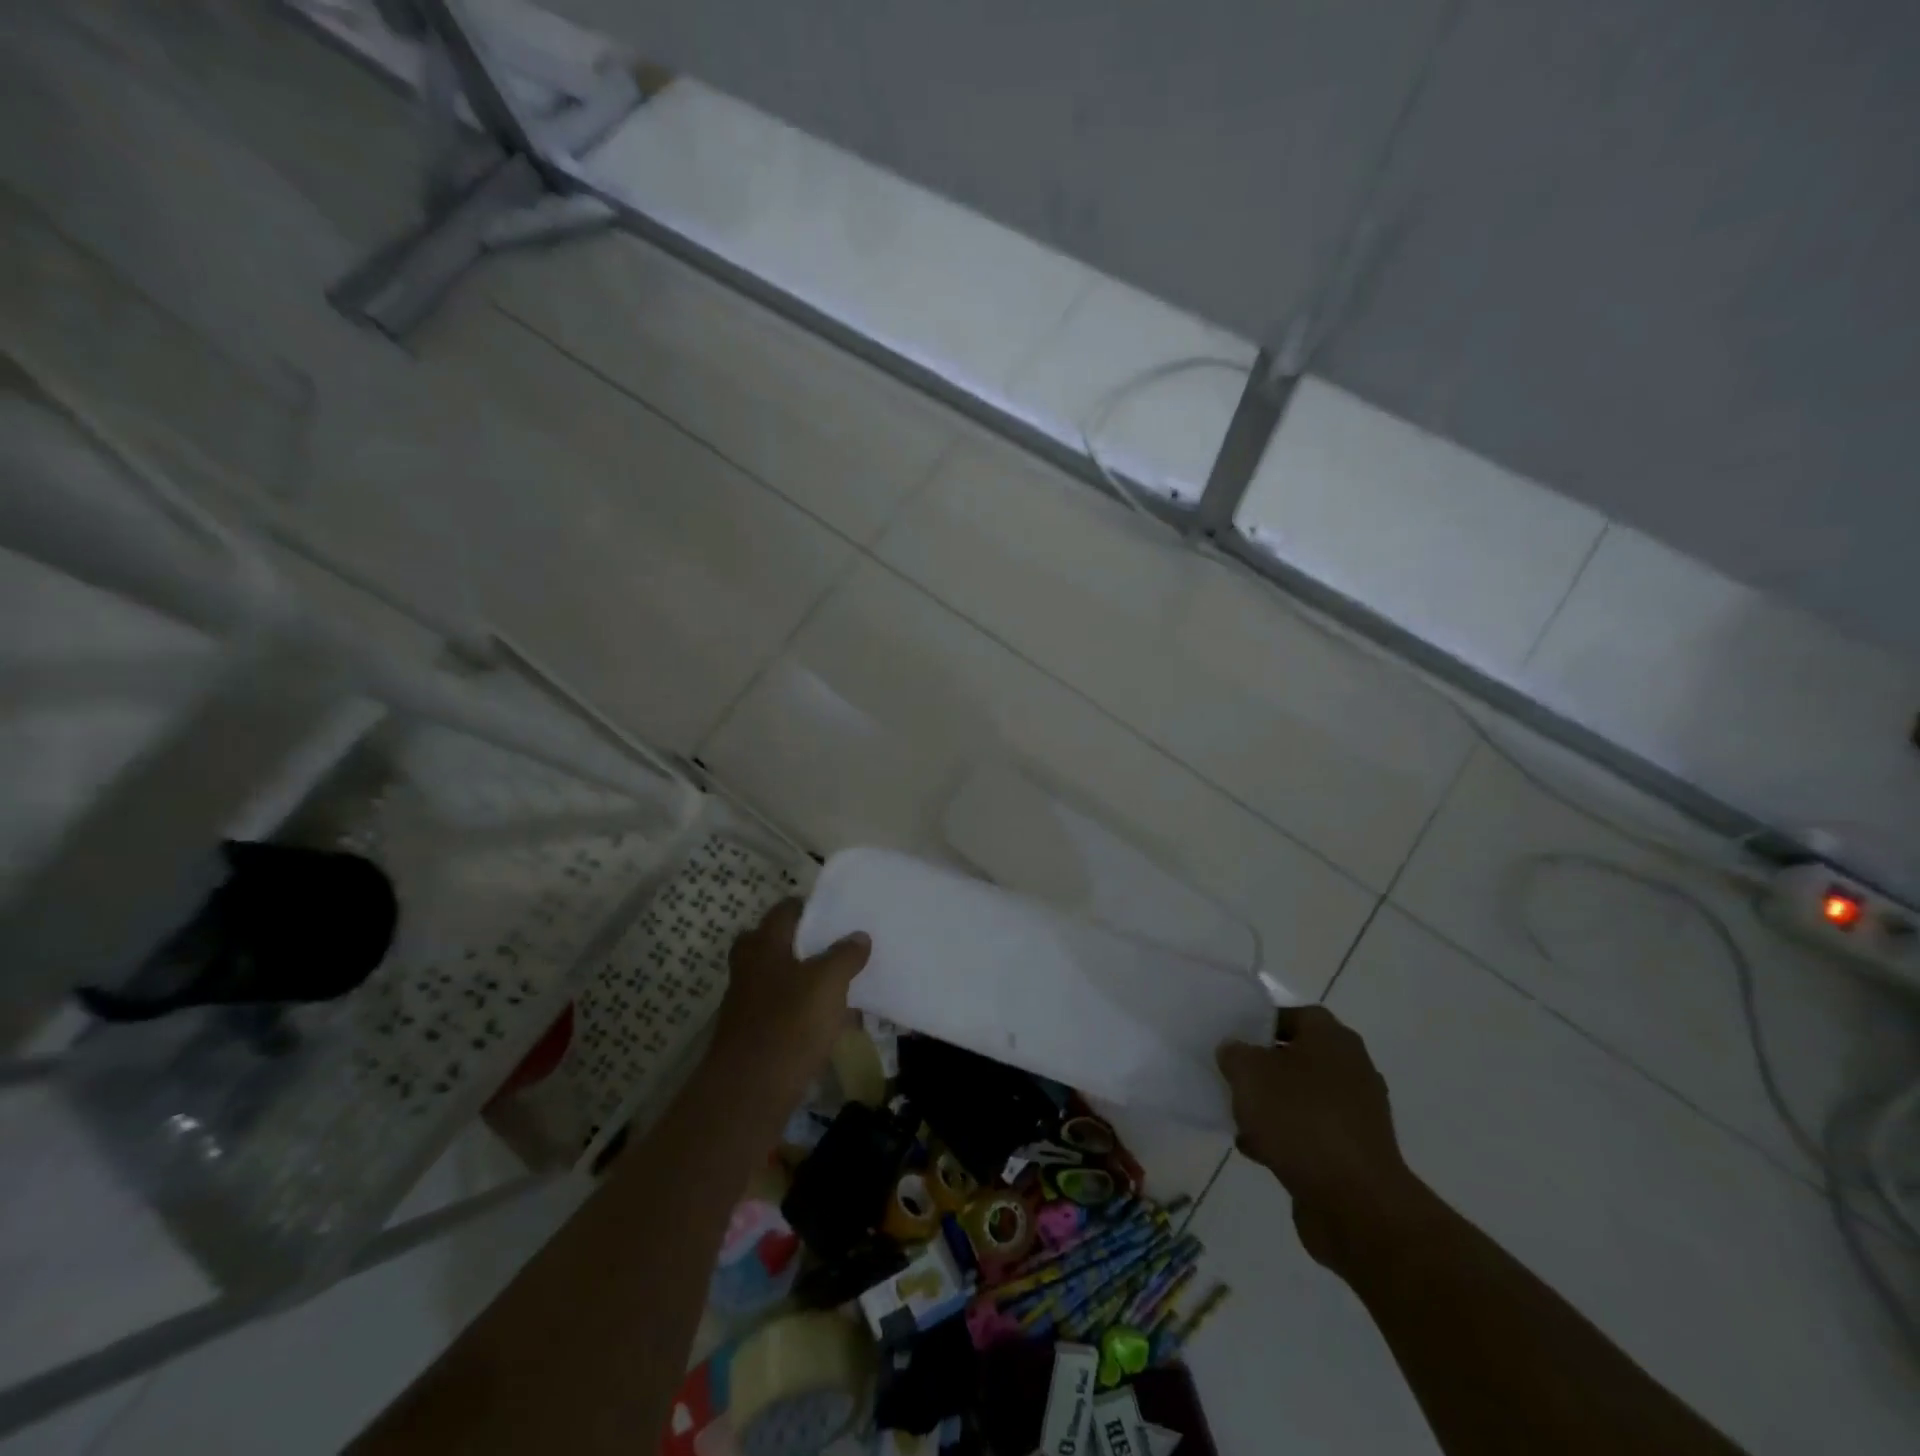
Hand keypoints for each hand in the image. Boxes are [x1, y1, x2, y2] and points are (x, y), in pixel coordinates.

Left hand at [710, 898, 870, 1103]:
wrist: (749, 1092)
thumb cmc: (790, 1024)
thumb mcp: (828, 982)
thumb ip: (845, 955)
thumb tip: (858, 936)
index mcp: (764, 945)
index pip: (785, 910)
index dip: (809, 907)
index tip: (836, 912)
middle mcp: (749, 967)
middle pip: (773, 943)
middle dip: (800, 943)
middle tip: (832, 947)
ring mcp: (746, 1003)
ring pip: (777, 978)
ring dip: (803, 978)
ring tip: (840, 985)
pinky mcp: (752, 1035)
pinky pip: (781, 1010)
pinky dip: (801, 1010)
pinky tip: (829, 1023)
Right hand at [1217, 1005, 1419, 1270]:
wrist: (1355, 1202)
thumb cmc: (1300, 1119)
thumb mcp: (1249, 1072)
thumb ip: (1234, 1053)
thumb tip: (1235, 1051)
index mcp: (1332, 1039)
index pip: (1294, 1015)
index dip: (1261, 1023)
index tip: (1234, 1039)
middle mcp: (1351, 1069)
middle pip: (1297, 1058)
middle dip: (1263, 1069)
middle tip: (1233, 1078)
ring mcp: (1357, 1114)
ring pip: (1302, 1098)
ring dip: (1272, 1107)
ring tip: (1239, 1118)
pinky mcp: (1354, 1153)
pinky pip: (1311, 1134)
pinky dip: (1286, 1138)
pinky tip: (1257, 1151)